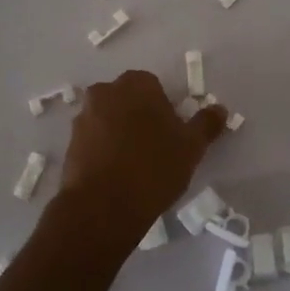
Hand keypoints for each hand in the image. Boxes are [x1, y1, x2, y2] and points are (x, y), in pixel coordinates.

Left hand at [59, 70, 226, 238]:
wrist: (103, 206)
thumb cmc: (154, 167)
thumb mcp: (192, 147)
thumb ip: (206, 124)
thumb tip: (220, 109)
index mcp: (136, 84)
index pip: (154, 85)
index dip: (165, 108)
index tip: (172, 132)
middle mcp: (105, 93)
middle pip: (128, 100)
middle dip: (140, 116)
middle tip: (156, 147)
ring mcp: (83, 118)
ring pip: (109, 119)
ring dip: (120, 133)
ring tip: (135, 164)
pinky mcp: (70, 144)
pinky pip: (93, 141)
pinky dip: (104, 151)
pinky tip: (117, 175)